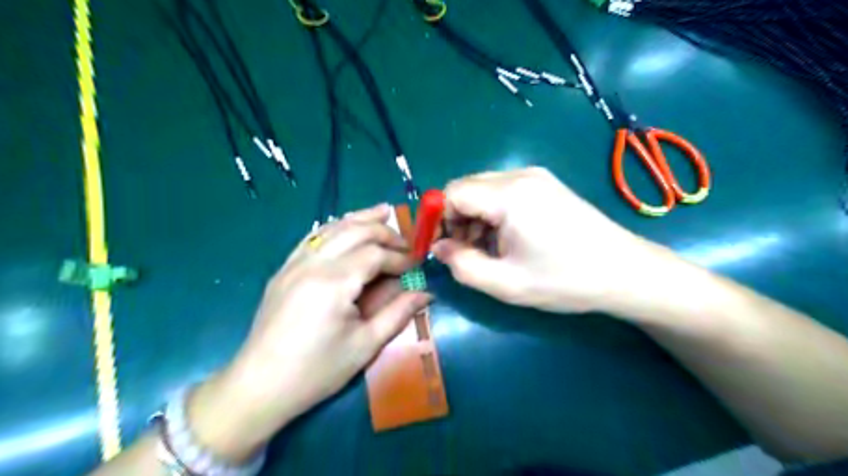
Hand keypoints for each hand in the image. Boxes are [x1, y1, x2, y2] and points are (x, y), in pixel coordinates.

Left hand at [187, 203, 431, 459]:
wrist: (259, 386)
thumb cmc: (317, 370)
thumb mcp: (365, 345)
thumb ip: (398, 313)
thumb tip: (427, 293)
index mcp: (334, 283)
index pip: (375, 254)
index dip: (400, 258)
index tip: (417, 266)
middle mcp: (313, 263)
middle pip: (355, 231)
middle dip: (385, 233)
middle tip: (406, 243)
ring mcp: (294, 263)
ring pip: (333, 228)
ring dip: (361, 219)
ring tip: (384, 212)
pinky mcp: (284, 269)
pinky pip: (313, 237)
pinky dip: (335, 227)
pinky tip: (347, 225)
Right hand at [434, 166, 649, 311]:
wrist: (625, 272)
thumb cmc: (565, 280)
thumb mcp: (506, 283)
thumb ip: (462, 265)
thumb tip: (438, 247)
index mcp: (509, 195)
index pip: (452, 192)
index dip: (437, 218)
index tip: (440, 247)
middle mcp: (520, 175)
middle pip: (467, 188)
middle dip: (456, 219)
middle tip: (466, 253)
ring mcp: (536, 177)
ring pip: (484, 190)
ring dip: (474, 218)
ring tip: (488, 250)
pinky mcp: (546, 185)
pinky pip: (504, 192)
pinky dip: (493, 214)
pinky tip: (507, 239)